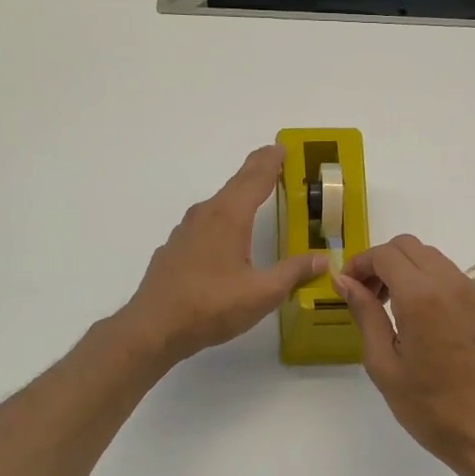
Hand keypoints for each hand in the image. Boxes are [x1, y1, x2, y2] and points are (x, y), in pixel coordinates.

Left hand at [121, 145, 324, 365]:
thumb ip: (293, 273)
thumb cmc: (211, 306)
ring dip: (237, 195)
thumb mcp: (262, 293)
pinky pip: (205, 223)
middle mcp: (206, 215)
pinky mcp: (175, 249)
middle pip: (235, 185)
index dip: (271, 162)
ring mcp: (185, 231)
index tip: (282, 147)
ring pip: (218, 204)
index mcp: (229, 217)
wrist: (153, 328)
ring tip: (254, 196)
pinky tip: (225, 236)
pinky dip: (222, 218)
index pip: (255, 179)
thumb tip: (322, 259)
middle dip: (256, 172)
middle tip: (273, 161)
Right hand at [335, 235, 474, 475]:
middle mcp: (453, 284)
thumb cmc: (429, 407)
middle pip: (411, 247)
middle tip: (370, 297)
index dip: (360, 263)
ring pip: (436, 261)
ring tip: (398, 311)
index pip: (385, 254)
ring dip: (410, 272)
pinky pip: (458, 282)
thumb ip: (365, 314)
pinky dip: (436, 288)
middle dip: (384, 263)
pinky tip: (431, 325)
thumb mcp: (383, 364)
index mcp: (422, 297)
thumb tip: (344, 280)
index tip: (348, 285)